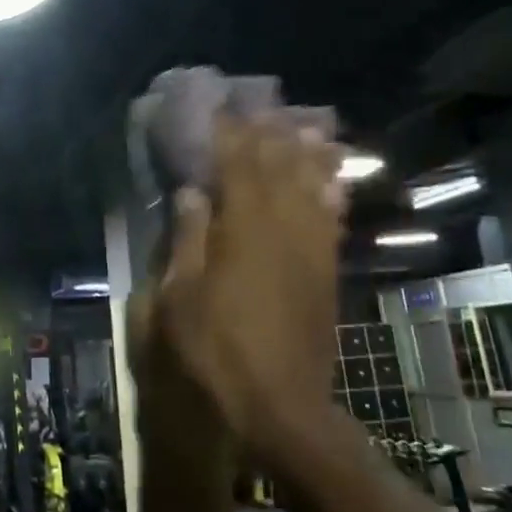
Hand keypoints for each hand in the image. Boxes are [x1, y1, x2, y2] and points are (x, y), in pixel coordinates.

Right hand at [158, 116, 342, 463]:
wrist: (281, 405)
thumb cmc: (218, 350)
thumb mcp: (181, 297)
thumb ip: (189, 238)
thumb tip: (193, 192)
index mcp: (243, 228)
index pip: (236, 164)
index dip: (228, 133)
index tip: (221, 107)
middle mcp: (283, 226)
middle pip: (278, 166)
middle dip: (268, 133)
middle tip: (261, 105)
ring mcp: (311, 248)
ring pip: (312, 186)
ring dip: (306, 153)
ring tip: (305, 125)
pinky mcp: (326, 271)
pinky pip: (331, 218)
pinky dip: (330, 191)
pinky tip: (331, 178)